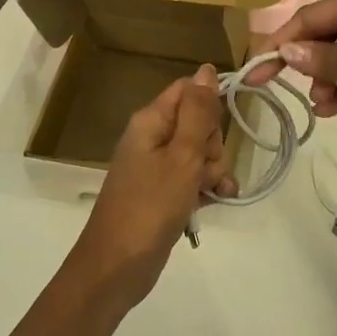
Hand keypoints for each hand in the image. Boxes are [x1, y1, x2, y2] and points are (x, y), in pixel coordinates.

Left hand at [70, 65, 236, 312]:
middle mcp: (152, 137)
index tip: (220, 129)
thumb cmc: (150, 206)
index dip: (210, 105)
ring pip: (200, 153)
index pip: (189, 90)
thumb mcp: (182, 155)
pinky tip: (216, 201)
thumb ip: (198, 112)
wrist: (116, 266)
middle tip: (203, 170)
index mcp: (151, 121)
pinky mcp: (163, 192)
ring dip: (213, 171)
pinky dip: (206, 188)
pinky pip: (193, 178)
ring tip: (211, 192)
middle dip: (213, 146)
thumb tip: (207, 69)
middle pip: (199, 122)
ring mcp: (157, 166)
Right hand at [251, 0, 336, 140]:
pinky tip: (335, 110)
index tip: (257, 69)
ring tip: (319, 105)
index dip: (282, 42)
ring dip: (328, 82)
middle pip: (328, 38)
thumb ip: (327, 59)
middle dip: (306, 63)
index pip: (313, 16)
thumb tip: (288, 54)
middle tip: (284, 91)